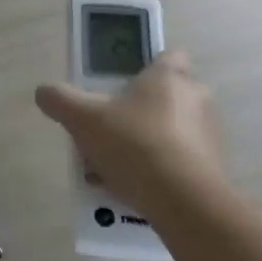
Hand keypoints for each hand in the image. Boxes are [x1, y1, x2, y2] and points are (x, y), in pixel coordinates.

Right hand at [34, 50, 226, 212]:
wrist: (185, 204)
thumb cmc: (134, 145)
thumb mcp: (82, 118)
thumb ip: (59, 100)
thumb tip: (44, 92)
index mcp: (169, 77)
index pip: (169, 56)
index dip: (147, 66)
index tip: (124, 83)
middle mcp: (198, 99)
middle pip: (170, 95)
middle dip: (143, 108)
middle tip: (112, 126)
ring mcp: (211, 136)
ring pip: (175, 130)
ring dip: (151, 141)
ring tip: (118, 165)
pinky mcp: (217, 170)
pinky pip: (184, 161)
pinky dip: (163, 169)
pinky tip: (136, 187)